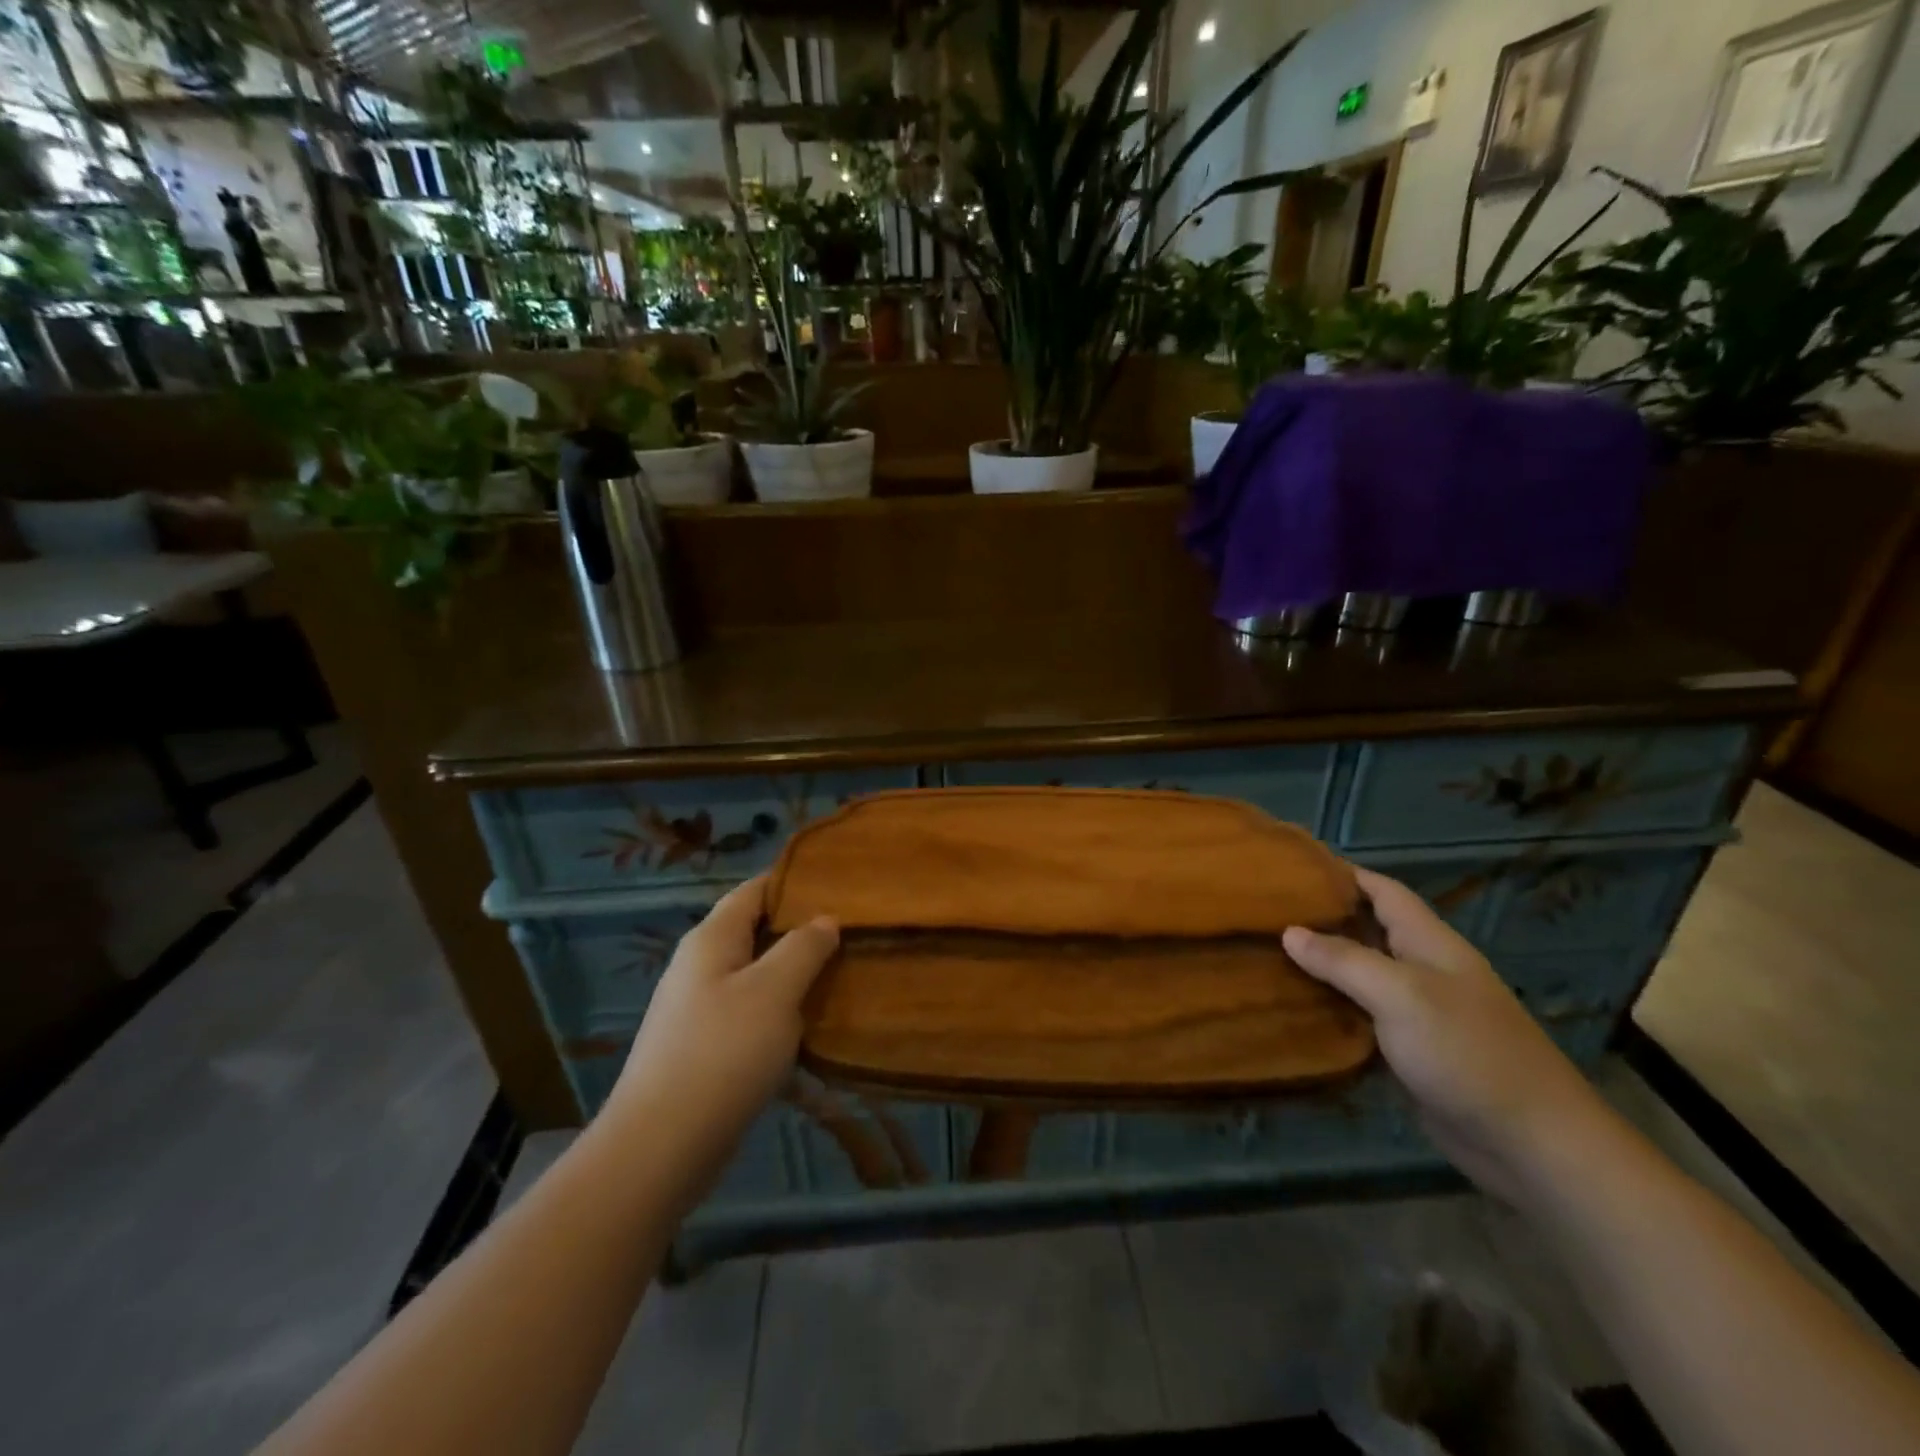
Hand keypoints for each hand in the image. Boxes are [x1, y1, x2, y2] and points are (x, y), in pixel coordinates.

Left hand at [603, 876, 838, 1208]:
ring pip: (754, 976)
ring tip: (840, 975)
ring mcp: (697, 1009)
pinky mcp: (702, 1049)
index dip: (792, 882)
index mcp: (711, 939)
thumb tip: (825, 919)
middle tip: (850, 932)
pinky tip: (809, 1026)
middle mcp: (699, 966)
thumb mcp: (775, 991)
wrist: (661, 1146)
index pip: (753, 891)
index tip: (837, 885)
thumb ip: (803, 948)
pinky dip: (779, 1011)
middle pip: (754, 932)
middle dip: (799, 930)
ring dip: (793, 974)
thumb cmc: (723, 1052)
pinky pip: (748, 1014)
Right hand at [1283, 867, 1611, 1204]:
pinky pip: (1361, 1017)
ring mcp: (1419, 1012)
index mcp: (1430, 943)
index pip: (1383, 891)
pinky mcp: (1410, 1051)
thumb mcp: (1401, 994)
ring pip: (1360, 976)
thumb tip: (1289, 932)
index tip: (1293, 867)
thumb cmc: (1467, 1051)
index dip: (1342, 873)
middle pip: (1367, 930)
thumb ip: (1343, 960)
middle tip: (1266, 911)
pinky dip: (1330, 1007)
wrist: (1530, 1144)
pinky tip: (1294, 1007)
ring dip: (1320, 965)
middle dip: (1322, 918)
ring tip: (1266, 953)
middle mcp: (1424, 970)